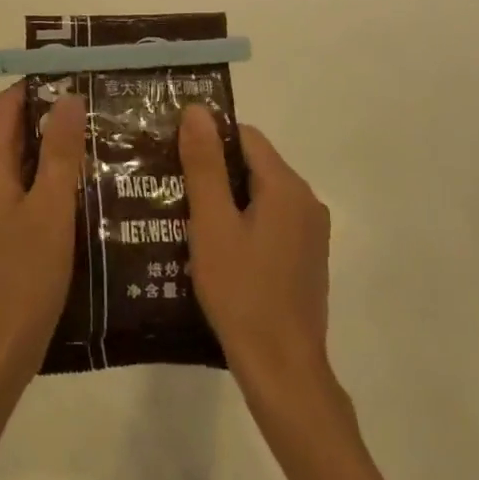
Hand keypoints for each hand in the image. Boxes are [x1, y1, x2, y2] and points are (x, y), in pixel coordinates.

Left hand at [0, 83, 86, 389]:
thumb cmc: (24, 275)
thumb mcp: (49, 208)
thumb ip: (58, 153)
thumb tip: (67, 97)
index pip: (6, 106)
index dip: (37, 84)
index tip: (78, 74)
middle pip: (18, 130)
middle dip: (55, 113)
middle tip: (104, 104)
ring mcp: (0, 208)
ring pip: (30, 161)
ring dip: (61, 146)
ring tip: (110, 137)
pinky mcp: (13, 232)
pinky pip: (36, 190)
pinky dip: (60, 178)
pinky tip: (98, 186)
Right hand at [180, 105, 333, 395]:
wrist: (282, 369)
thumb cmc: (241, 291)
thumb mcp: (212, 224)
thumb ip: (204, 165)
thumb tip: (197, 110)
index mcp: (287, 187)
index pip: (245, 136)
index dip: (207, 138)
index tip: (171, 153)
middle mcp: (306, 202)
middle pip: (253, 164)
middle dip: (212, 169)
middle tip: (169, 184)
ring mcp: (309, 233)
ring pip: (259, 194)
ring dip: (224, 198)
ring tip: (181, 213)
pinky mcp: (305, 258)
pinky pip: (268, 221)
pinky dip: (240, 221)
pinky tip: (211, 245)